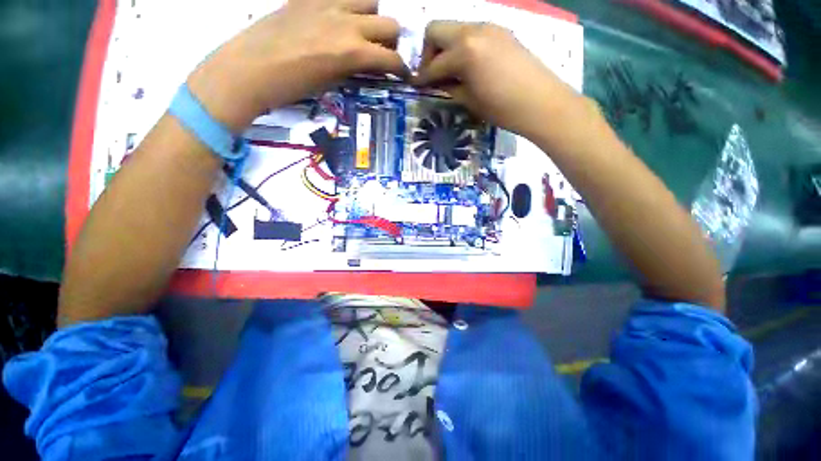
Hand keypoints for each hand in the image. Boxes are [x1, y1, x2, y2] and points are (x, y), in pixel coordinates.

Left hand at [188, 0, 407, 131]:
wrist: (249, 69)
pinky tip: (341, 18)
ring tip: (365, 30)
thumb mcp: (331, 83)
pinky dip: (349, 5)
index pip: (392, 58)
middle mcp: (347, 22)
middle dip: (394, 41)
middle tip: (386, 52)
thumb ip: (353, 68)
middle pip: (390, 23)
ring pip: (370, 0)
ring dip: (374, 16)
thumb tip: (366, 63)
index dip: (402, 68)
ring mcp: (327, 4)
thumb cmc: (292, 87)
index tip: (404, 74)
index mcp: (352, 52)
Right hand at [413, 21, 581, 137]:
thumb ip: (449, 87)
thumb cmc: (502, 108)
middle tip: (433, 74)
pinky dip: (462, 46)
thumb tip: (437, 81)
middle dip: (428, 52)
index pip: (433, 64)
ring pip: (454, 28)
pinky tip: (469, 66)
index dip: (422, 77)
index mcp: (464, 51)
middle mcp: (473, 30)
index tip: (416, 86)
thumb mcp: (469, 101)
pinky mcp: (500, 31)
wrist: (541, 102)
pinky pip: (472, 33)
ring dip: (446, 48)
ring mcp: (488, 27)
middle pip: (436, 30)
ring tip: (451, 72)